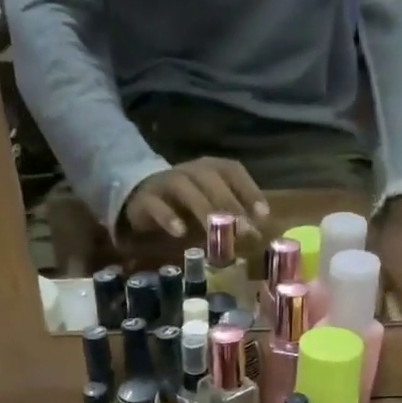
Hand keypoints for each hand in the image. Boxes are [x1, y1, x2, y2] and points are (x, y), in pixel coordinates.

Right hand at [124, 159, 270, 239]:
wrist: (139, 200)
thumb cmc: (183, 206)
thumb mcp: (210, 209)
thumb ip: (231, 217)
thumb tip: (256, 233)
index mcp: (209, 169)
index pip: (232, 170)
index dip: (248, 189)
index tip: (262, 215)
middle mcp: (189, 171)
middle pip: (210, 179)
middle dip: (228, 204)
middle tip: (243, 230)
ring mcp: (165, 182)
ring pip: (185, 189)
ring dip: (202, 209)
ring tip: (213, 231)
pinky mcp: (145, 199)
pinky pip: (157, 205)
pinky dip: (168, 217)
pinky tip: (180, 233)